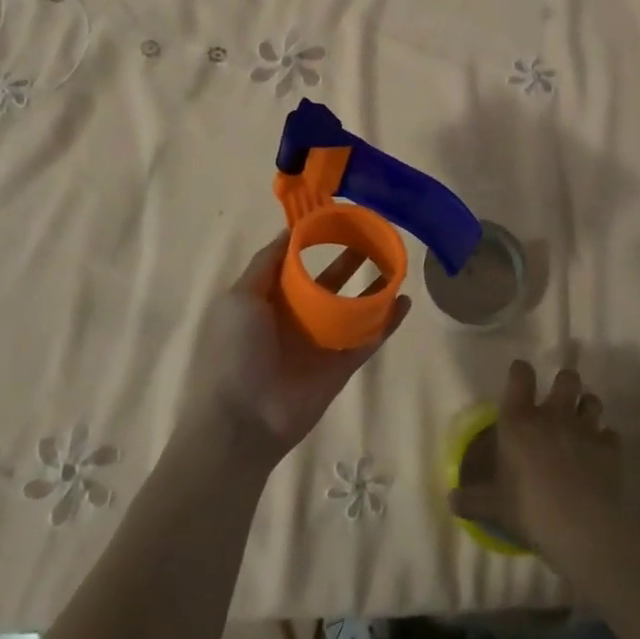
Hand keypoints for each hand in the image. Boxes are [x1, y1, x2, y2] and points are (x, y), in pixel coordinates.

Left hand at [185, 232, 410, 468]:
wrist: (242, 421)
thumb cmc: (235, 351)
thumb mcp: (240, 297)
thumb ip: (266, 263)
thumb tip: (290, 232)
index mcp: (268, 299)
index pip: (294, 262)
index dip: (314, 240)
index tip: (337, 218)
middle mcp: (295, 317)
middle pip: (328, 281)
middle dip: (349, 259)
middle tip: (372, 236)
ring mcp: (320, 342)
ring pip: (351, 308)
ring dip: (372, 288)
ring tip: (395, 263)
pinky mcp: (340, 366)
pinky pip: (368, 339)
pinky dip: (387, 322)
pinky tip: (404, 302)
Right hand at [448, 361, 622, 558]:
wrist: (581, 527)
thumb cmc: (528, 508)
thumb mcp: (492, 506)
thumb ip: (471, 499)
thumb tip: (451, 501)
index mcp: (519, 419)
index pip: (521, 375)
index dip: (521, 371)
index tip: (520, 376)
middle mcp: (553, 414)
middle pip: (567, 378)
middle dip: (565, 384)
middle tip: (559, 401)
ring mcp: (585, 429)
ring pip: (593, 400)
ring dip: (587, 407)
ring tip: (582, 421)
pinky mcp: (610, 449)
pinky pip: (611, 434)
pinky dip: (606, 440)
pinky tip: (601, 454)